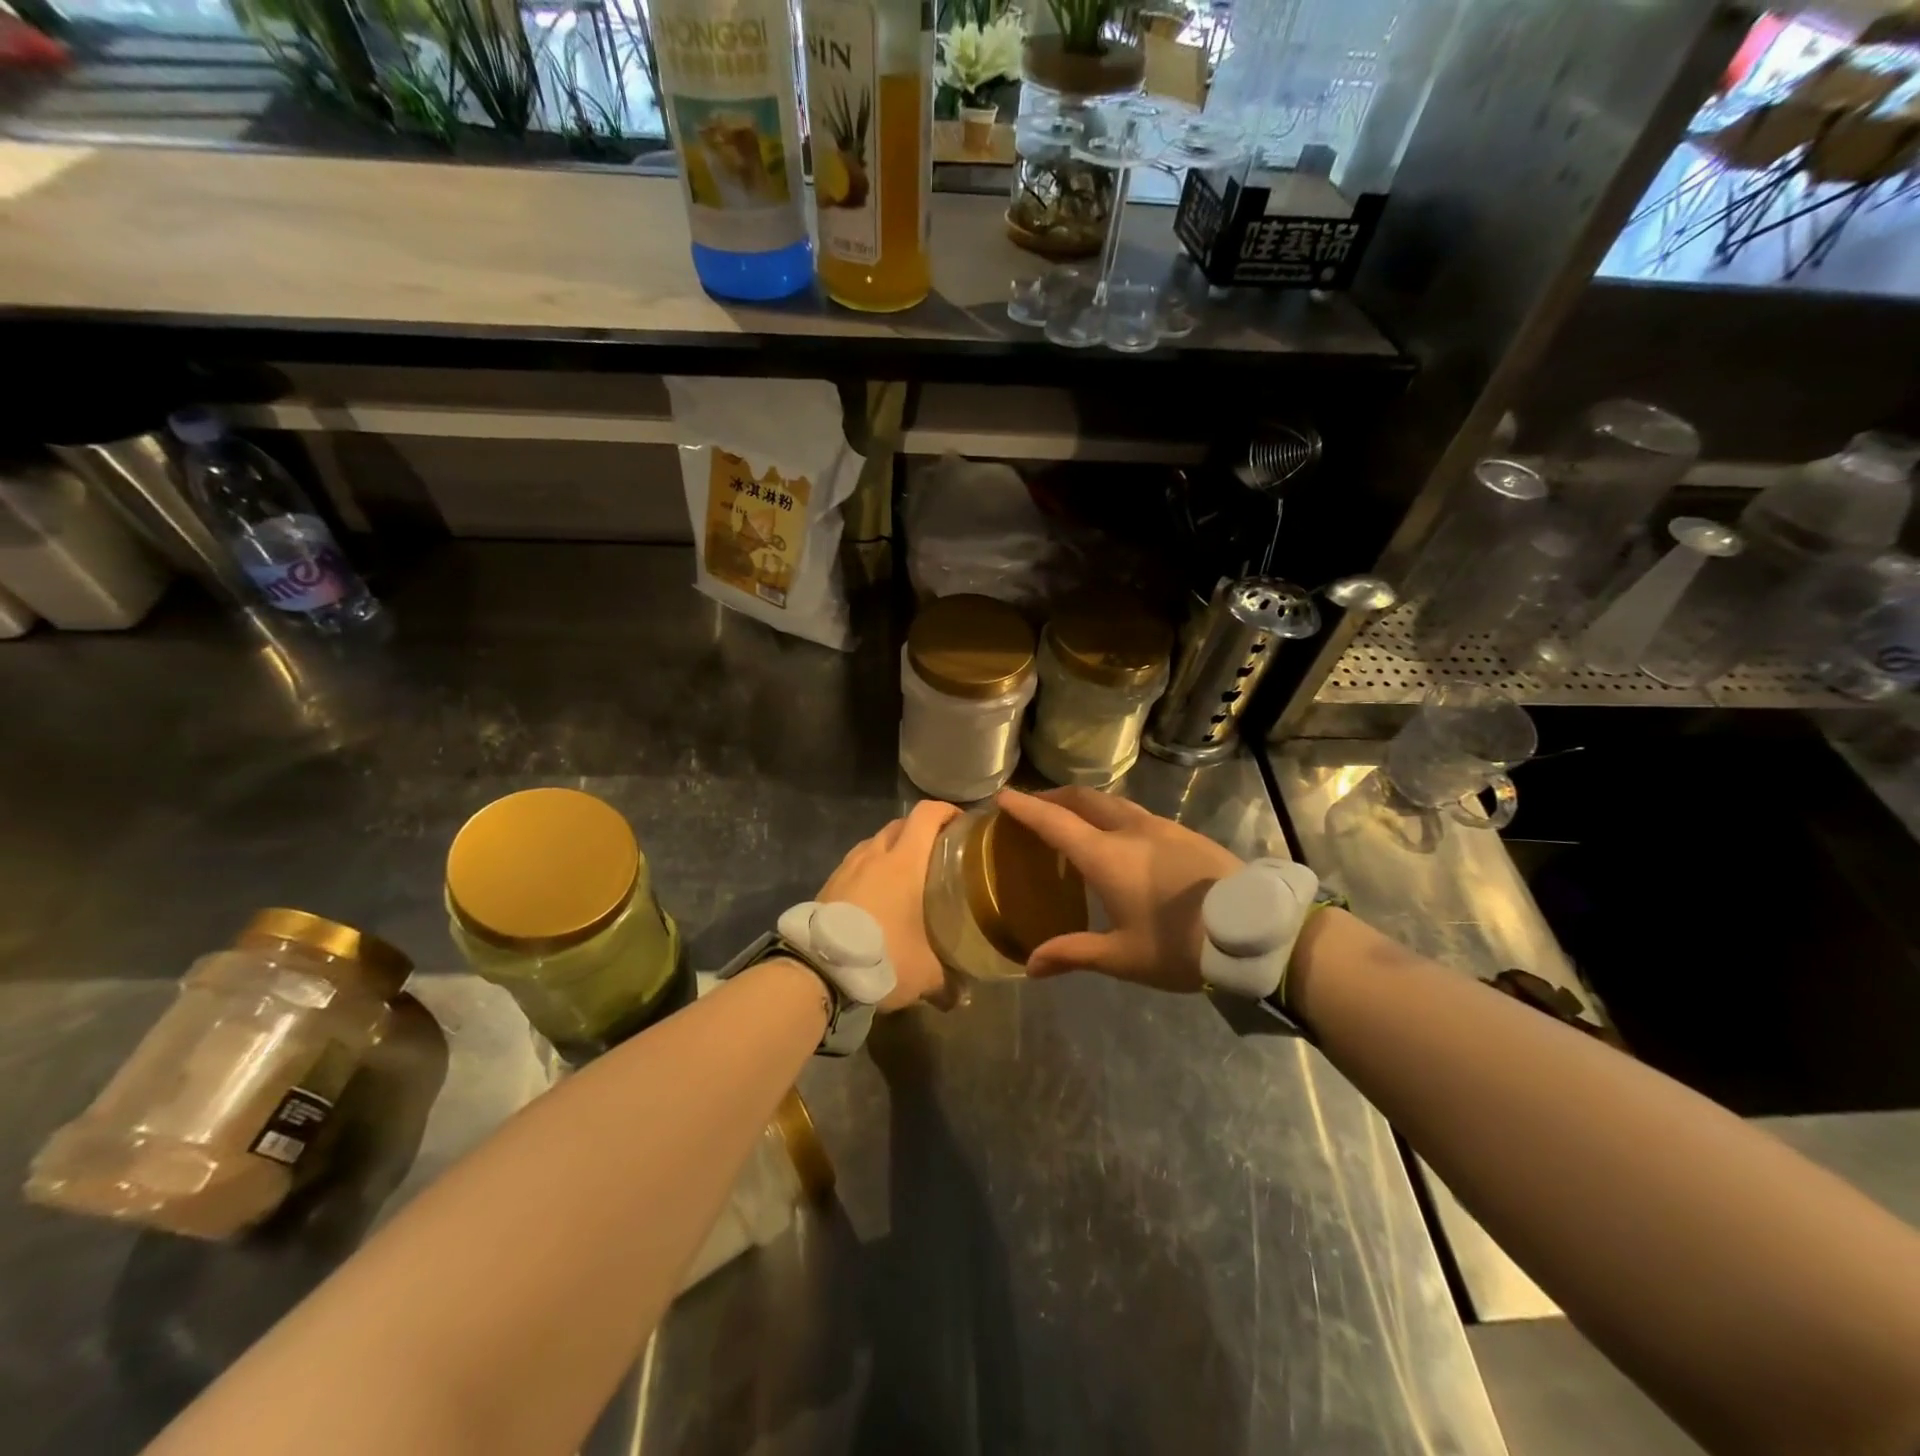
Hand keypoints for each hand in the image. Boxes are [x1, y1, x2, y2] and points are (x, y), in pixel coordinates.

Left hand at [818, 799, 961, 1011]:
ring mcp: (848, 866)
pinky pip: (856, 863)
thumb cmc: (882, 956)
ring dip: (893, 848)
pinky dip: (871, 868)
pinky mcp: (829, 882)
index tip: (962, 823)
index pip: (927, 814)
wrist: (817, 970)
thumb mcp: (923, 974)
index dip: (946, 810)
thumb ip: (947, 981)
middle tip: (938, 852)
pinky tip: (877, 895)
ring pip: (875, 842)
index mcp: (905, 862)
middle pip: (901, 824)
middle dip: (921, 830)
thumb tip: (961, 997)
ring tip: (905, 875)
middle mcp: (875, 854)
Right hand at [995, 786, 1243, 992]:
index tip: (1002, 796)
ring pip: (1113, 802)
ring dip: (1085, 804)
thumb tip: (1030, 967)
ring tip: (1074, 820)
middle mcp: (1130, 829)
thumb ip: (1073, 954)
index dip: (1025, 807)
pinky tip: (1119, 838)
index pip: (1054, 821)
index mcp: (1106, 855)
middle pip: (1083, 799)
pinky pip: (1135, 813)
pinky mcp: (1184, 833)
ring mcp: (1161, 826)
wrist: (1255, 930)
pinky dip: (1112, 815)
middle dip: (1054, 796)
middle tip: (1034, 806)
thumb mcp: (1123, 957)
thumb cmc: (1179, 945)